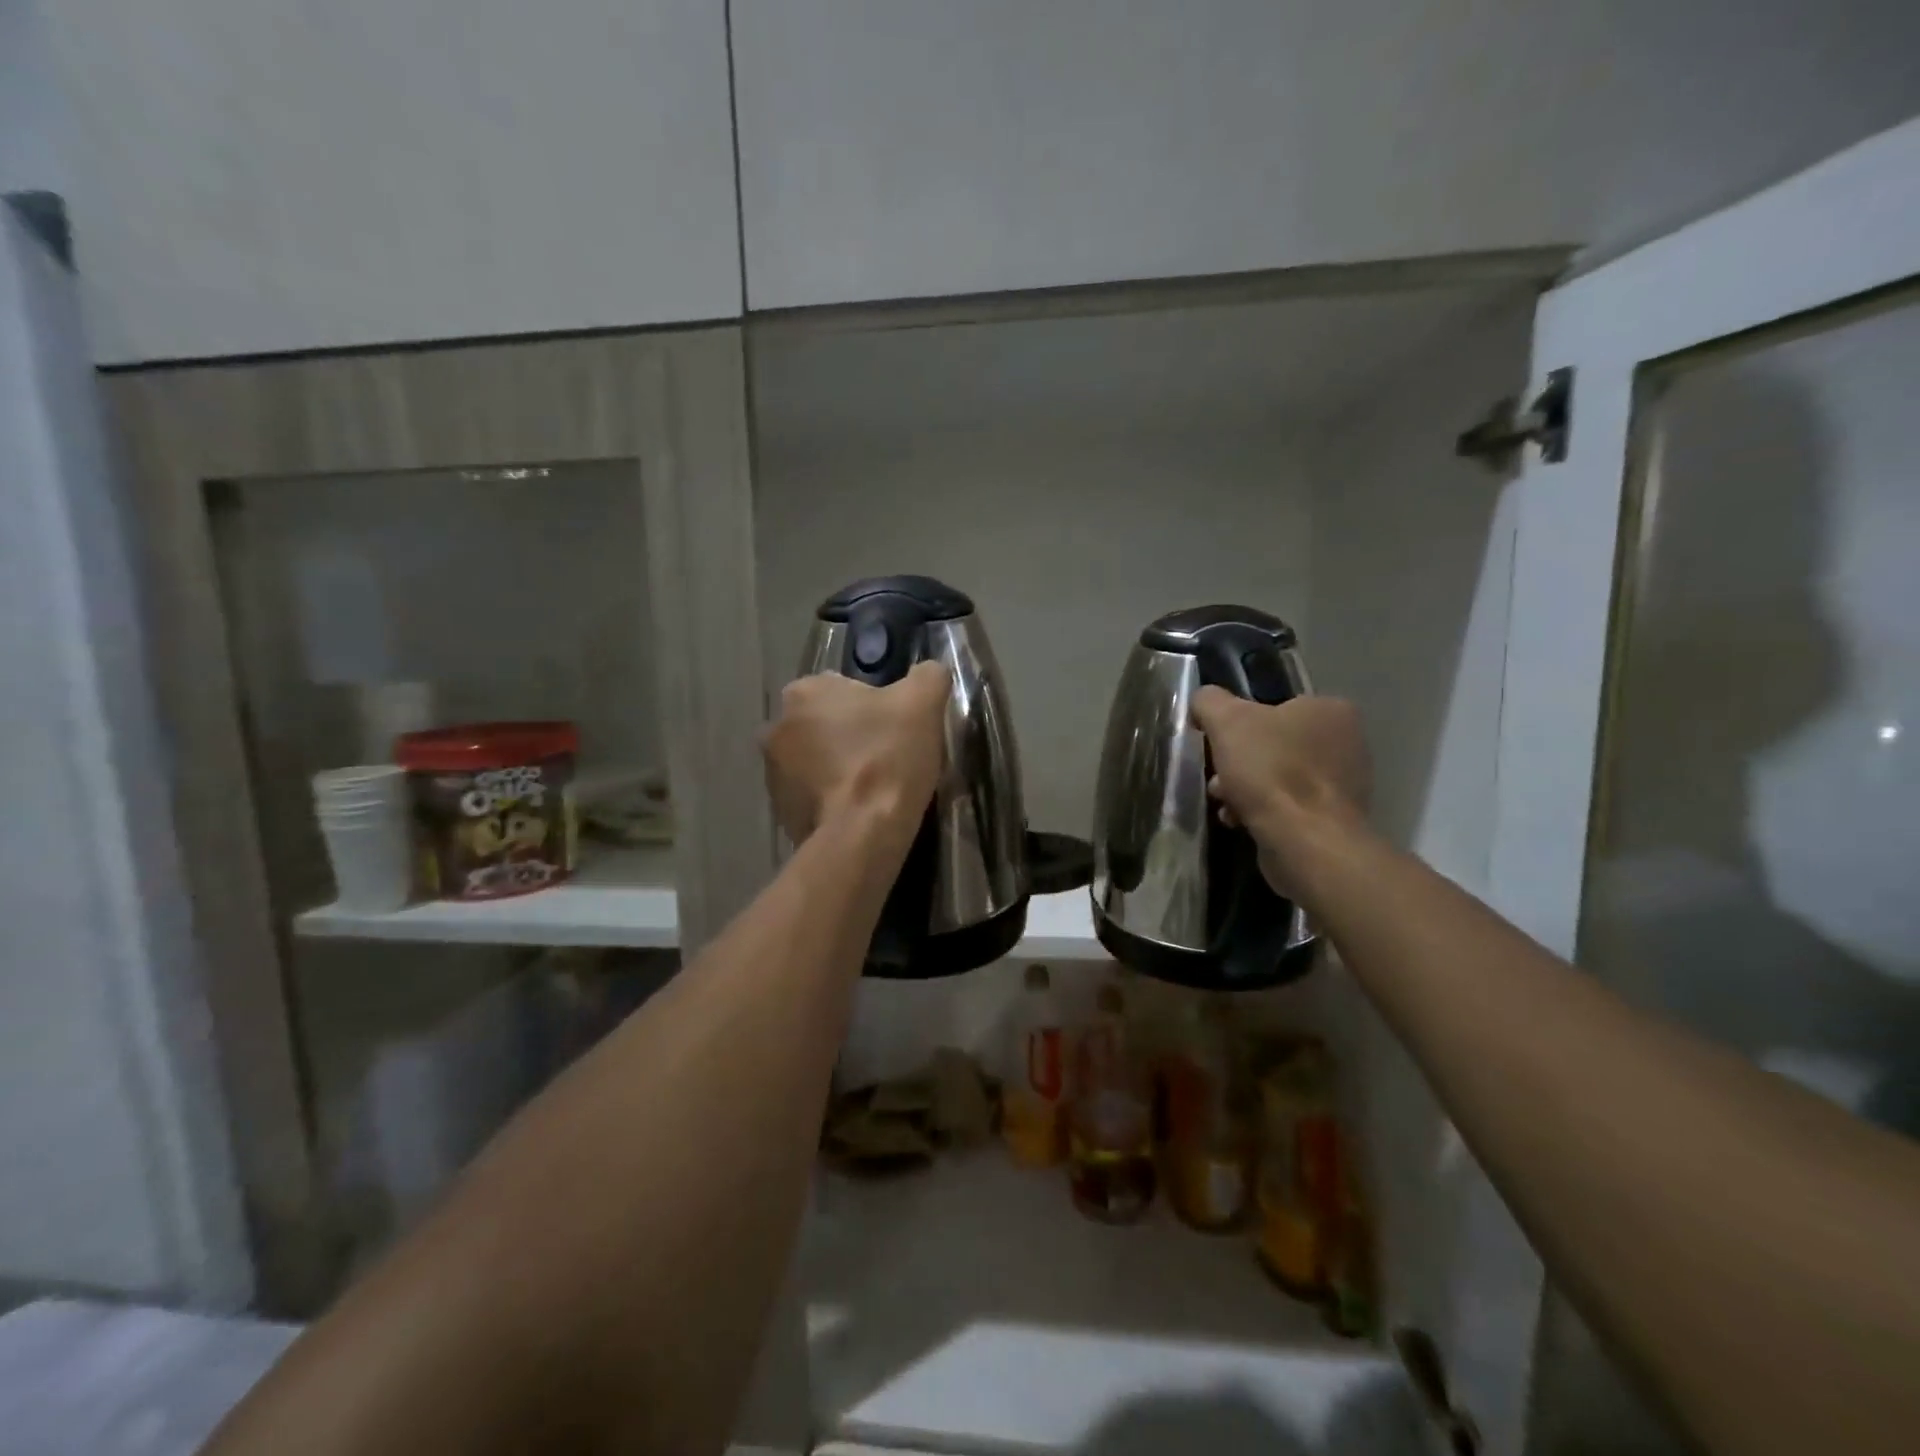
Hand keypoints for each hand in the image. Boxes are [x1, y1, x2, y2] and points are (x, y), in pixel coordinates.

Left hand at [761, 662, 950, 845]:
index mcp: (804, 691)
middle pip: (827, 724)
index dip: (876, 707)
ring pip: (817, 759)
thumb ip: (927, 676)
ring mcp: (772, 771)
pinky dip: (831, 798)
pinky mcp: (779, 809)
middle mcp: (776, 725)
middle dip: (852, 737)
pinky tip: (858, 811)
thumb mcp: (923, 703)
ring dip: (838, 768)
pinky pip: (811, 794)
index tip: (895, 730)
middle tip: (888, 758)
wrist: (862, 833)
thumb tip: (929, 672)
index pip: (845, 688)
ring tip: (874, 789)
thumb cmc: (888, 757)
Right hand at [1190, 688, 1371, 898]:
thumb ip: (1210, 701)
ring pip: (1278, 777)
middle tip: (1217, 778)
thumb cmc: (1271, 771)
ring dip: (1244, 788)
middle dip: (1239, 762)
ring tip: (1225, 804)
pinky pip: (1288, 806)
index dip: (1240, 724)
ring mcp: (1344, 784)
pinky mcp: (1334, 819)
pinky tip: (1240, 821)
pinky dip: (1261, 811)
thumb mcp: (1227, 721)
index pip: (1275, 707)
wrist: (1305, 841)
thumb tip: (1203, 700)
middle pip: (1274, 744)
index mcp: (1330, 710)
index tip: (1218, 744)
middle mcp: (1346, 743)